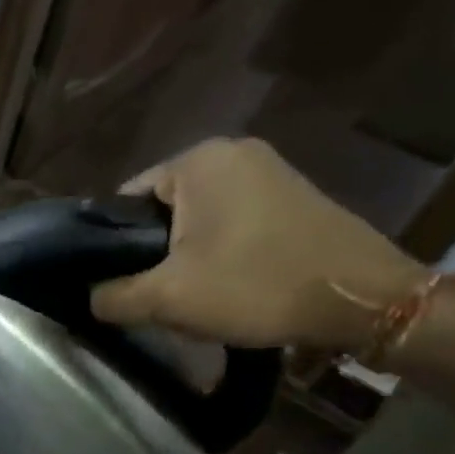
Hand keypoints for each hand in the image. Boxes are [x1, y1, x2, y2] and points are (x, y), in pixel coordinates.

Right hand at [89, 138, 426, 351]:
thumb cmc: (256, 286)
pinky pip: (231, 222)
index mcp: (198, 160)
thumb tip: (90, 296)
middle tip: (157, 295)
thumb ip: (112, 296)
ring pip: (196, 219)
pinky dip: (219, 251)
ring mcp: (269, 170)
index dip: (114, 247)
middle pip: (161, 210)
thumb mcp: (167, 299)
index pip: (125, 201)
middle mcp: (233, 152)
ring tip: (192, 295)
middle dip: (152, 253)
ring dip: (185, 256)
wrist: (364, 301)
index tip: (121, 284)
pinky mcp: (293, 195)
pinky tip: (227, 284)